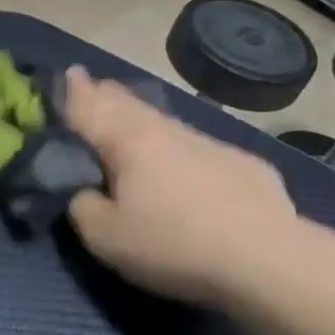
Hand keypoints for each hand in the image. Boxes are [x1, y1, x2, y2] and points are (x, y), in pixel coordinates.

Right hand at [62, 66, 300, 305]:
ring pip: (165, 123)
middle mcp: (166, 131)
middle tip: (93, 89)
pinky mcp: (243, 165)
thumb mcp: (103, 237)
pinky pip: (198, 149)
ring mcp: (209, 144)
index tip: (68, 73)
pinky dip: (179, 150)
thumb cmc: (172, 245)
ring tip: (131, 123)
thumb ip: (81, 206)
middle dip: (107, 96)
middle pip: (128, 105)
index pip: (90, 107)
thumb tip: (84, 191)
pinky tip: (184, 167)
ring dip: (142, 120)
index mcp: (127, 141)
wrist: (267, 261)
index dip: (73, 92)